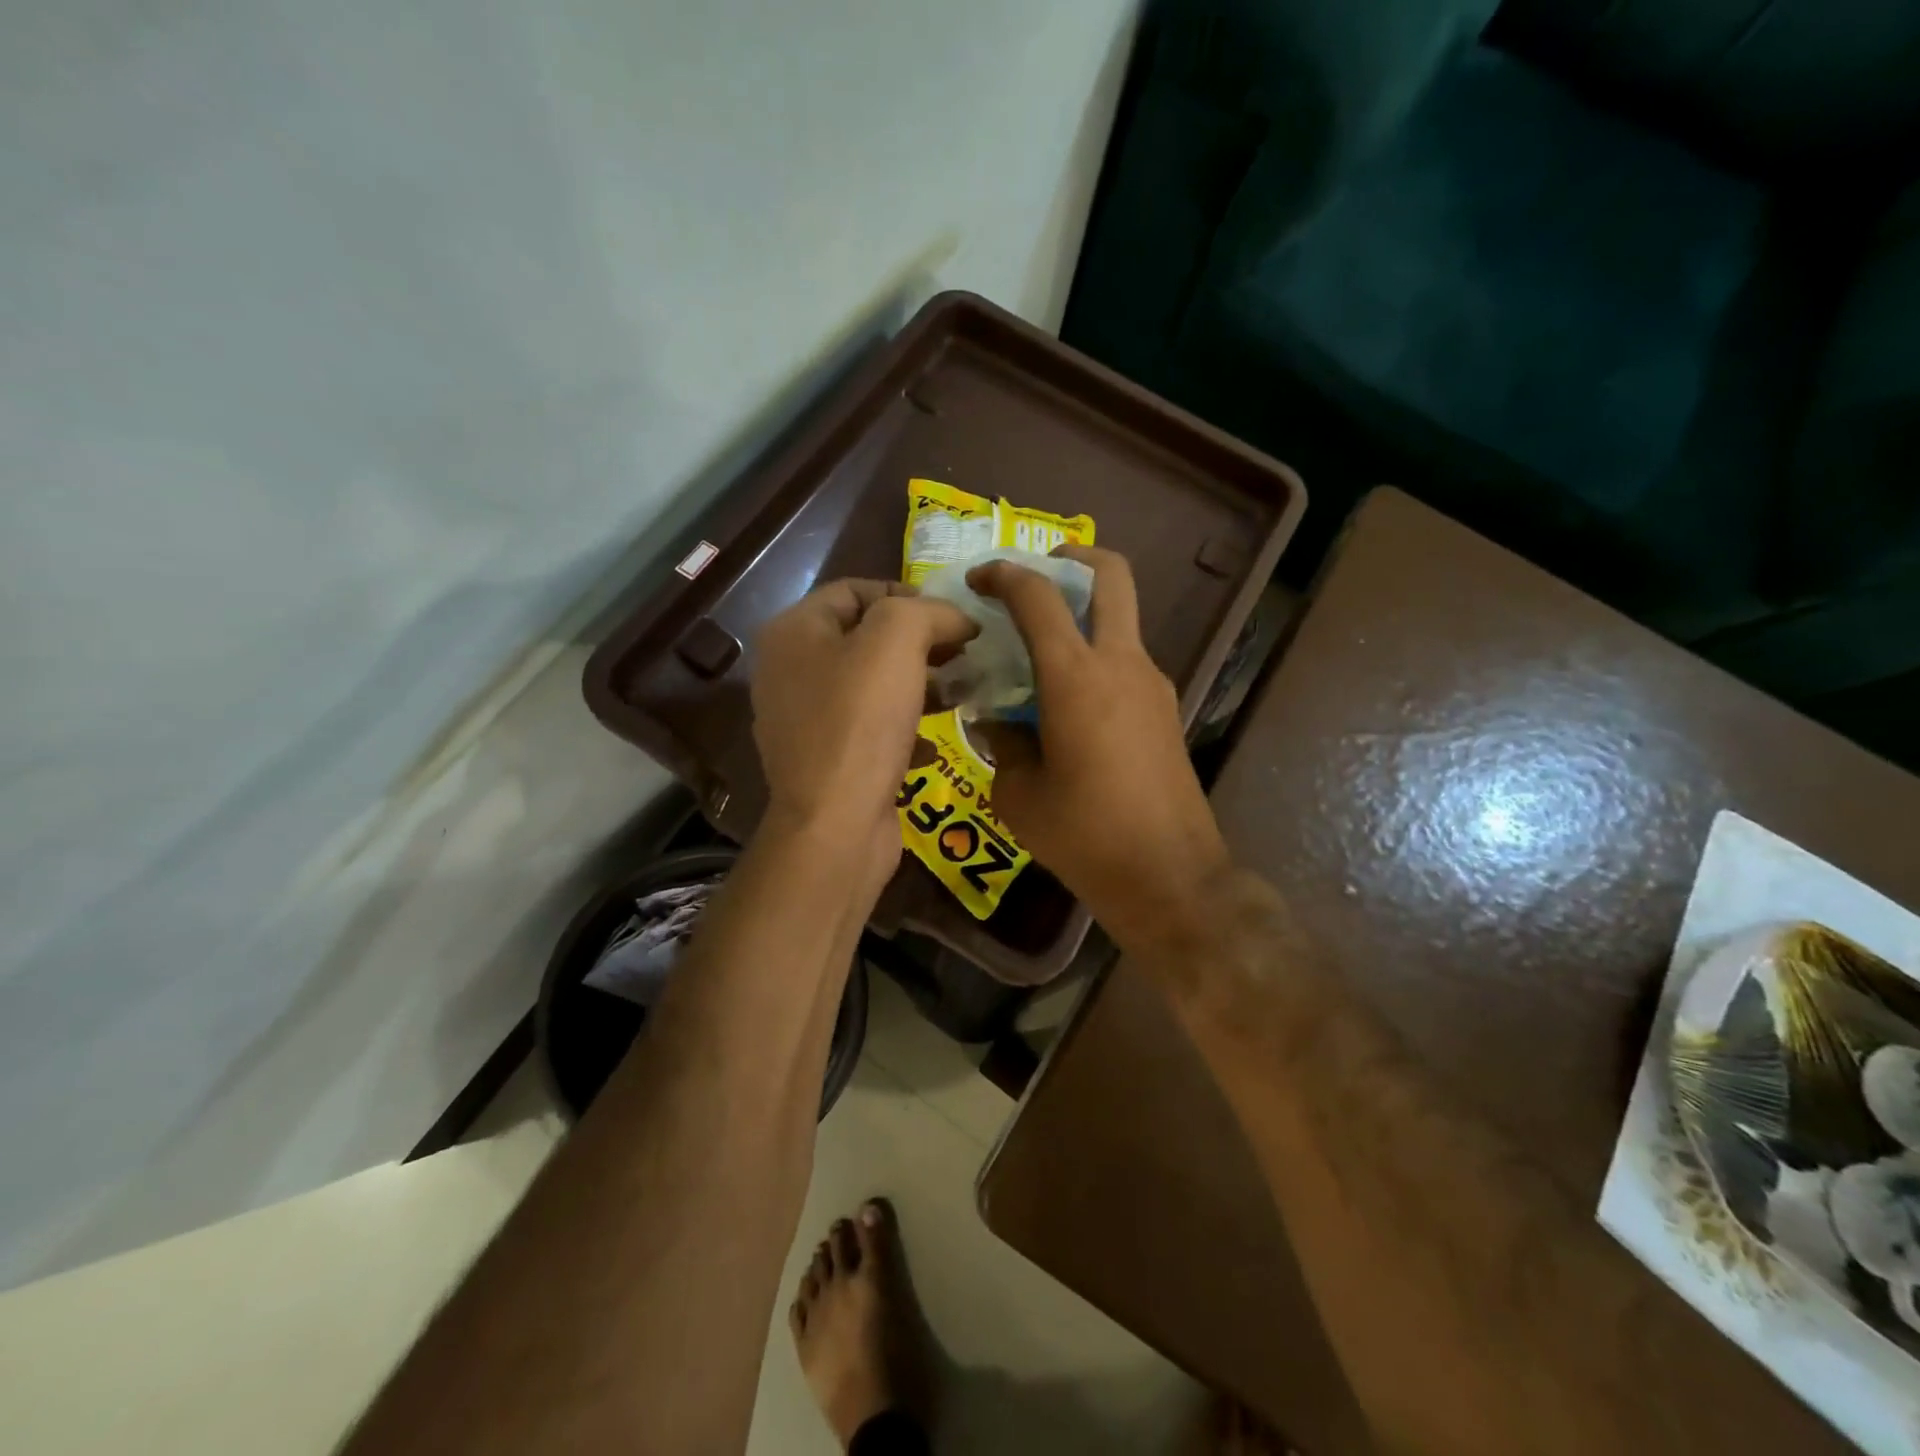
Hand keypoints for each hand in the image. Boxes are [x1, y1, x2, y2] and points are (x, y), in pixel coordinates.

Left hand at [751, 580, 974, 902]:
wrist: (836, 825)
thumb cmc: (860, 722)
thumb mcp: (895, 642)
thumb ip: (928, 611)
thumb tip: (957, 619)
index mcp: (794, 632)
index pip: (855, 590)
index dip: (908, 594)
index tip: (953, 616)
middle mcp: (791, 672)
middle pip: (866, 638)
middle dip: (921, 642)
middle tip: (966, 653)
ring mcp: (807, 720)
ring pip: (874, 686)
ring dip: (922, 684)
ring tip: (963, 692)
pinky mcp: (828, 760)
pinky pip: (872, 729)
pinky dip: (907, 728)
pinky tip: (936, 741)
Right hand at [969, 547, 1232, 953]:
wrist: (1169, 875)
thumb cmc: (1084, 834)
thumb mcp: (1018, 794)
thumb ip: (1002, 744)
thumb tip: (996, 723)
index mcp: (1076, 675)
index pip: (1038, 596)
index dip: (1005, 575)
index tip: (980, 579)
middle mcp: (1121, 663)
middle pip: (1111, 576)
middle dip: (1074, 558)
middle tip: (1040, 572)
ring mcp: (1152, 684)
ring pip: (1122, 620)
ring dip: (1085, 615)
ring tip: (1041, 655)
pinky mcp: (1166, 710)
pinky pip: (1127, 662)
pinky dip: (1097, 658)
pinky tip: (1069, 703)